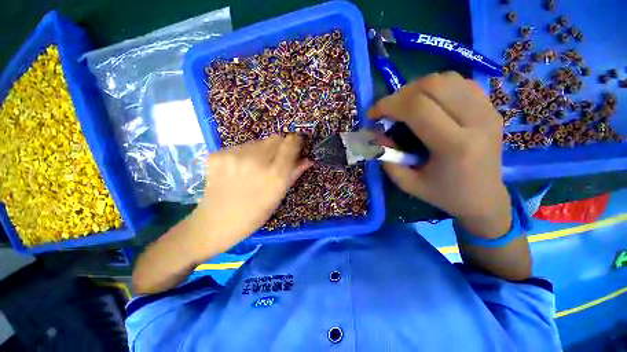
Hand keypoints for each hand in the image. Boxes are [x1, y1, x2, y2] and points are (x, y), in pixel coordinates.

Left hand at [193, 134, 309, 252]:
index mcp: (275, 175)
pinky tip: (239, 169)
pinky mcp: (218, 154)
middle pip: (275, 138)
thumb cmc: (255, 214)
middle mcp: (256, 161)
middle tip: (274, 161)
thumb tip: (307, 160)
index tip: (295, 146)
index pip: (290, 144)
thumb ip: (294, 174)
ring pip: (258, 142)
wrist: (216, 222)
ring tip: (254, 167)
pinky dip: (244, 155)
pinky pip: (240, 147)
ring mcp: (234, 156)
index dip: (295, 142)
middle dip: (279, 147)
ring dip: (261, 151)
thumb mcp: (278, 196)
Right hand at [369, 72, 510, 237]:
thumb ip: (387, 158)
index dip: (388, 105)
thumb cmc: (444, 194)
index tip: (373, 114)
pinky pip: (459, 82)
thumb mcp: (407, 183)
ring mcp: (488, 110)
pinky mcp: (491, 107)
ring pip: (446, 78)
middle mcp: (476, 121)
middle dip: (400, 95)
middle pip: (432, 86)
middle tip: (388, 110)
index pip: (417, 108)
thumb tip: (377, 133)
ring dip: (417, 88)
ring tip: (405, 106)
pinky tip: (428, 103)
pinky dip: (436, 87)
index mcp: (455, 146)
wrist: (484, 198)